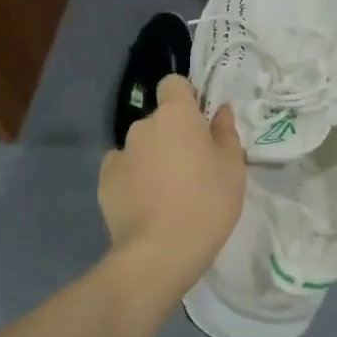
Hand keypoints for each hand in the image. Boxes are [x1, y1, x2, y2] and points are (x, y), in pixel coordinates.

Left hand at [98, 76, 246, 292]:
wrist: (160, 253)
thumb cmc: (206, 203)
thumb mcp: (232, 168)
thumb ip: (225, 132)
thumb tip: (219, 111)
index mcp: (175, 115)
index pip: (173, 84)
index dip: (186, 98)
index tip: (199, 122)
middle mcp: (142, 126)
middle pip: (159, 120)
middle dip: (172, 135)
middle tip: (192, 167)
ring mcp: (119, 154)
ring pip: (141, 147)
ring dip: (153, 158)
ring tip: (168, 192)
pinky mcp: (104, 182)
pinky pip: (124, 170)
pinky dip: (134, 180)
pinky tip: (147, 205)